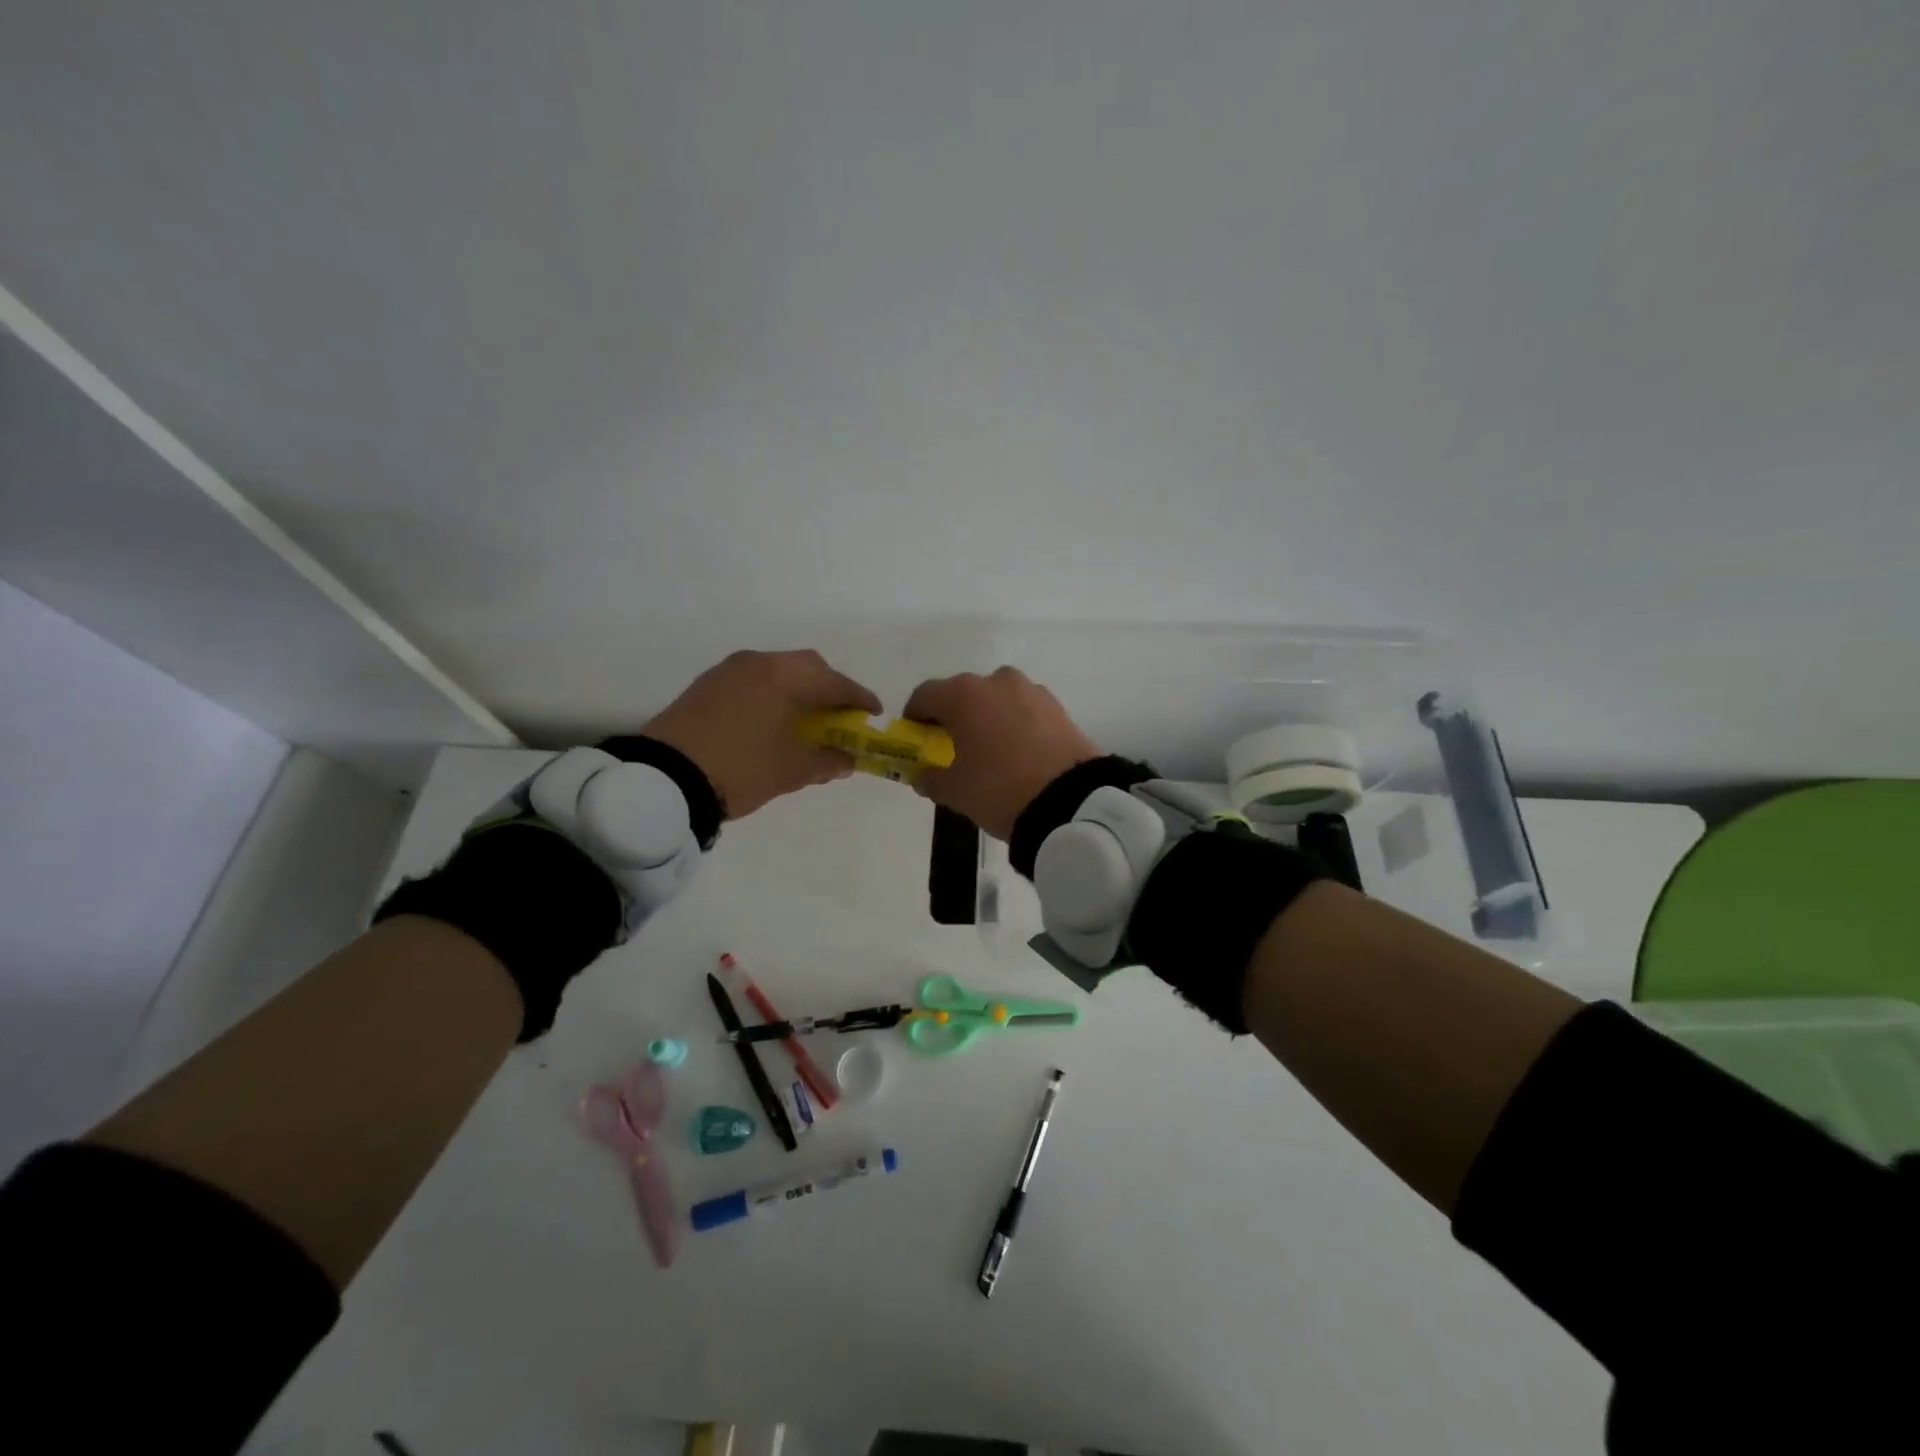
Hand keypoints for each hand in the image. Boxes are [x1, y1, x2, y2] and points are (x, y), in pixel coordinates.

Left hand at [644, 650, 881, 817]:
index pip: (836, 683)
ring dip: (799, 691)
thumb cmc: (741, 769)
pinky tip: (773, 721)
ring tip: (807, 722)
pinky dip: (773, 695)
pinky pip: (754, 681)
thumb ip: (826, 760)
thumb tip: (846, 759)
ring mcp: (729, 671)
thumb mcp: (792, 770)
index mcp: (786, 677)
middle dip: (829, 689)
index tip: (874, 715)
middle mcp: (759, 663)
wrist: (664, 779)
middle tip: (840, 717)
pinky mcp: (707, 685)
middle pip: (807, 668)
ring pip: (778, 672)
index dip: (859, 699)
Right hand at [904, 667, 1099, 839]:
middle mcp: (996, 681)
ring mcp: (1031, 691)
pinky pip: (1024, 710)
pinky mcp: (1058, 706)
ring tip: (990, 751)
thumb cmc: (999, 789)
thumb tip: (922, 775)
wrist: (1069, 801)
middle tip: (953, 748)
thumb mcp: (955, 791)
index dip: (915, 717)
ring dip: (987, 717)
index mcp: (963, 695)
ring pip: (997, 699)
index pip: (925, 695)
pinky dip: (1015, 724)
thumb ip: (930, 778)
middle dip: (954, 717)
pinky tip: (1018, 753)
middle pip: (963, 694)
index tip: (916, 739)